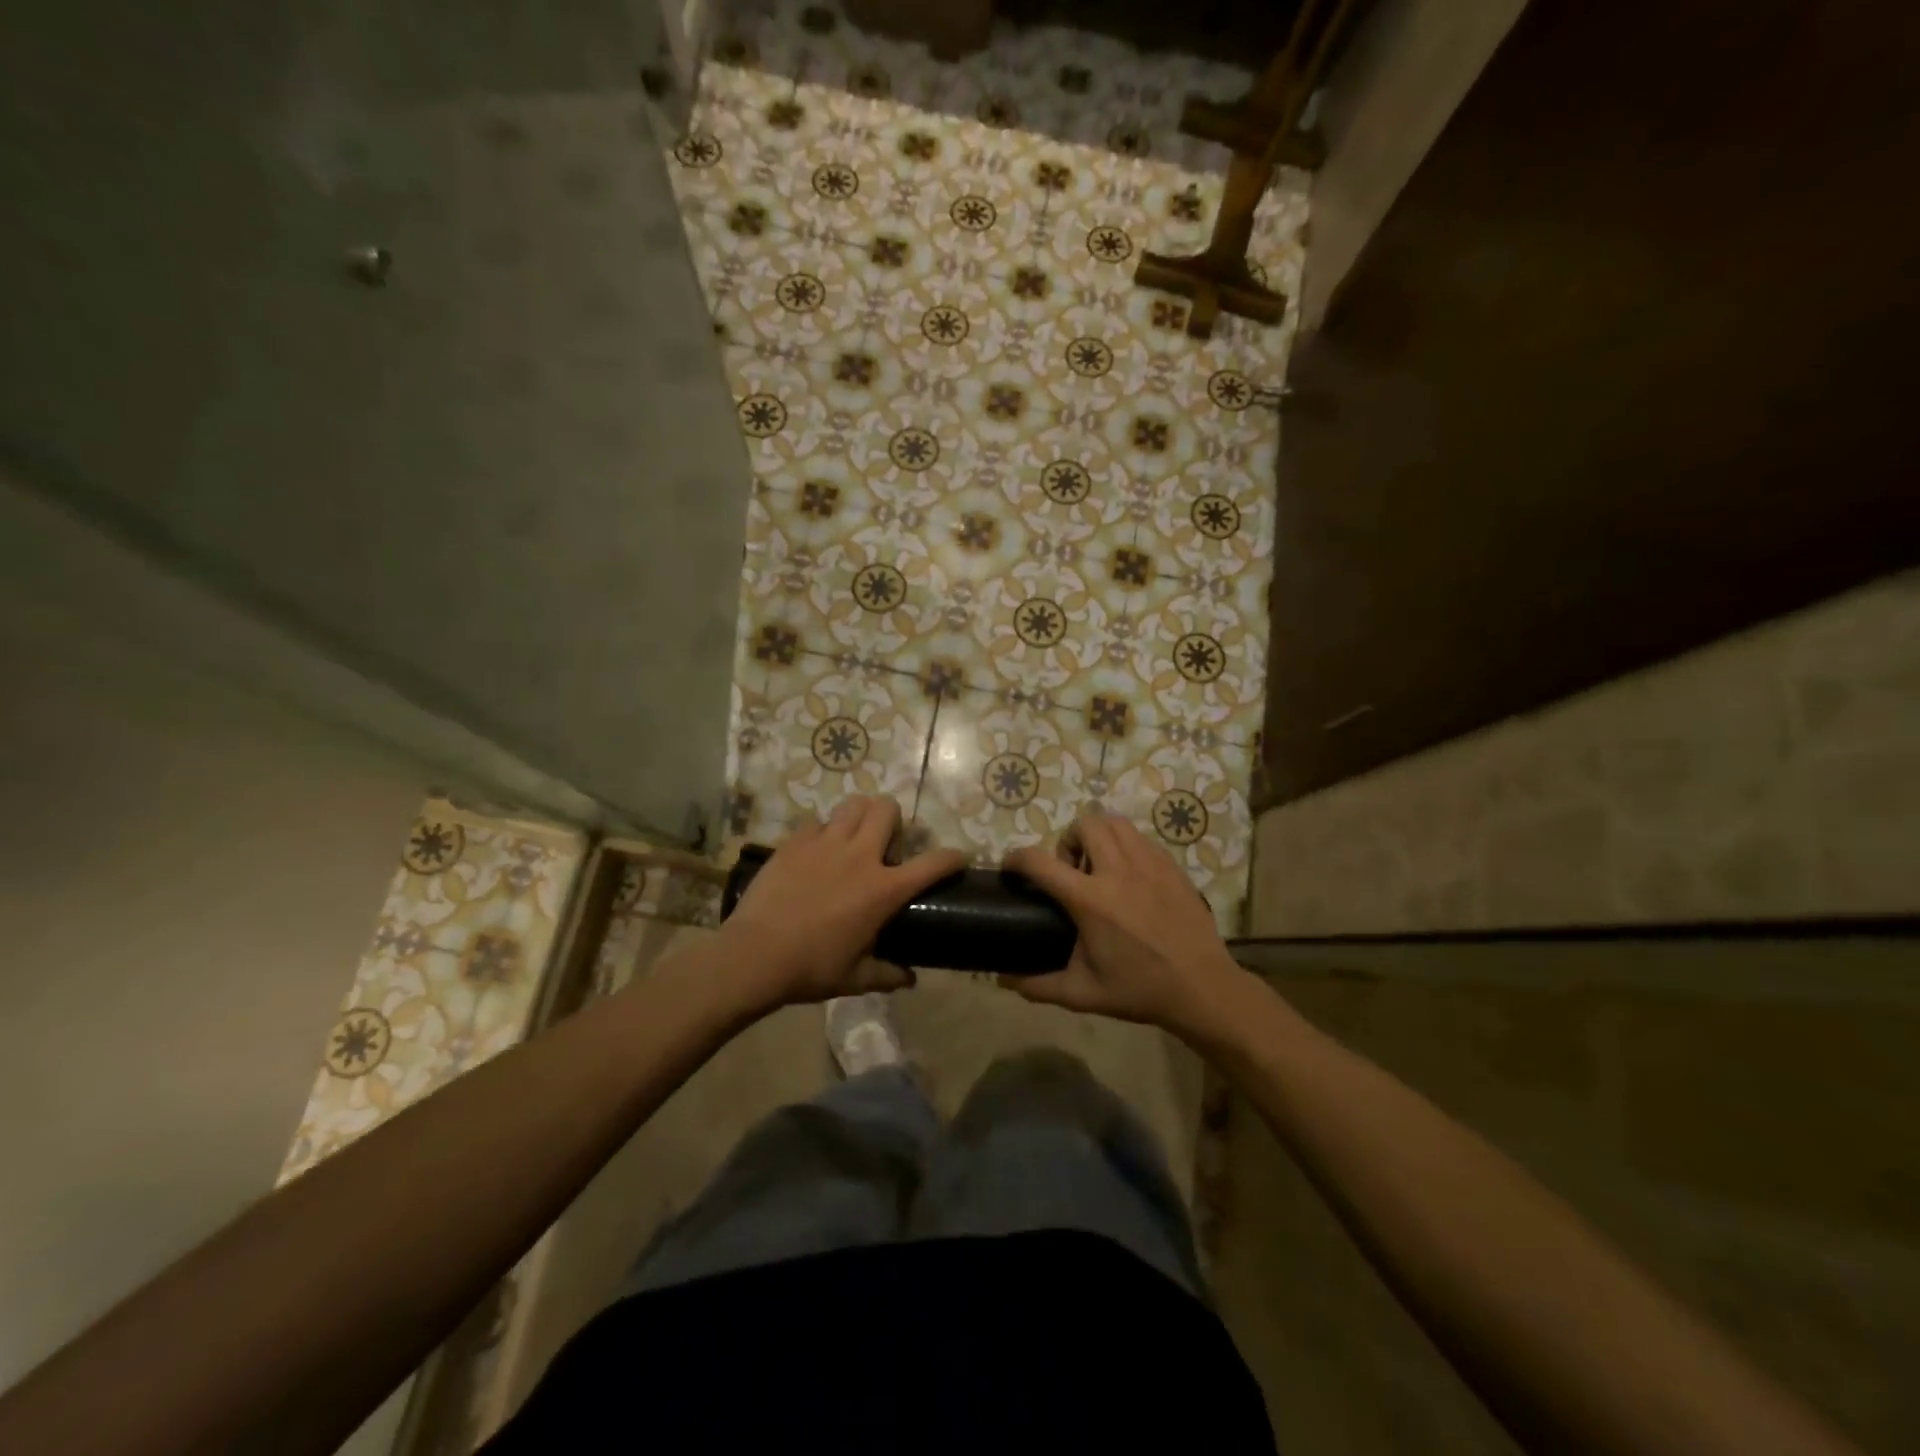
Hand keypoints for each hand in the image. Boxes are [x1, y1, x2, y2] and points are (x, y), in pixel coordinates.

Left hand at [720, 796, 965, 1011]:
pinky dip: (822, 832)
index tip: (958, 857)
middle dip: (894, 820)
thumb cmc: (811, 969)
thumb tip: (909, 979)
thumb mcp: (855, 978)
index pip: (933, 863)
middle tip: (884, 845)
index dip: (952, 857)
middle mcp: (860, 856)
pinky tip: (815, 853)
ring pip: (853, 805)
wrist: (754, 955)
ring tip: (852, 838)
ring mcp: (825, 843)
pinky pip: (817, 822)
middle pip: (887, 809)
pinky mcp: (795, 841)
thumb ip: (887, 975)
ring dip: (860, 816)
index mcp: (883, 889)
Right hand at [1003, 809, 1245, 1039]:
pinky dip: (1126, 846)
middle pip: (1084, 824)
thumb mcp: (1083, 994)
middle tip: (1070, 871)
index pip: (1040, 862)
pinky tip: (1129, 877)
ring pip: (1115, 823)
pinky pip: (1141, 838)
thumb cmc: (1139, 990)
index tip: (1011, 867)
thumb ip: (1038, 986)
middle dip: (1067, 840)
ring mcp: (1149, 864)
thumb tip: (1003, 980)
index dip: (1016, 858)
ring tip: (1100, 868)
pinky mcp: (1171, 866)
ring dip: (1098, 836)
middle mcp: (1118, 871)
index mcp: (1091, 900)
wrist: (1202, 988)